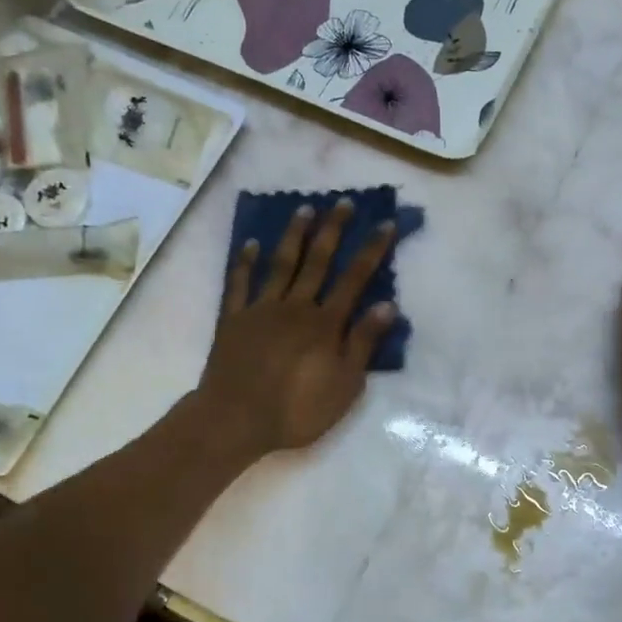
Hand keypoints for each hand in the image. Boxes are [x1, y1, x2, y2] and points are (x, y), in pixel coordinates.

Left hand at [199, 199, 397, 455]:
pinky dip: (245, 261)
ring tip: (304, 209)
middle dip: (333, 230)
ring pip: (281, 264)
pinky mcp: (234, 318)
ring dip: (294, 235)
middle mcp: (295, 307)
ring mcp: (261, 309)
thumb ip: (363, 343)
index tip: (384, 224)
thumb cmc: (296, 410)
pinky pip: (240, 283)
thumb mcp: (344, 385)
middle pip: (317, 261)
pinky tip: (251, 243)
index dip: (372, 250)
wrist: (235, 419)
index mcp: (325, 324)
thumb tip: (388, 305)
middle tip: (343, 202)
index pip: (354, 279)